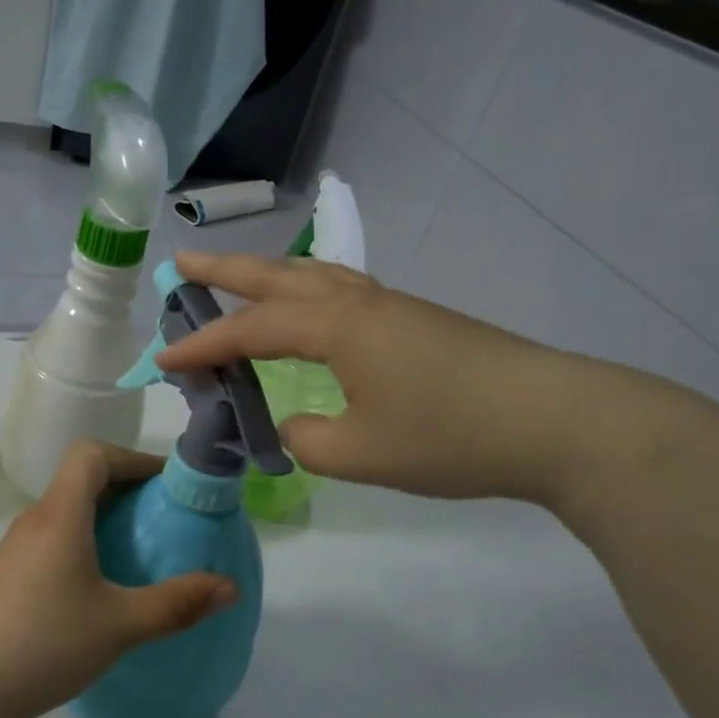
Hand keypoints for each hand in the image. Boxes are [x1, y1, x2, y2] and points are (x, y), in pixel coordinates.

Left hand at [0, 442, 236, 717]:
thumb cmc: (47, 643)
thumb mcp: (121, 625)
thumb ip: (178, 603)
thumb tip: (231, 587)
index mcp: (60, 515)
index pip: (92, 454)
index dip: (132, 458)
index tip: (165, 485)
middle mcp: (36, 519)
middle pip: (81, 478)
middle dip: (126, 488)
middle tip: (164, 518)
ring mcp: (17, 547)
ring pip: (67, 509)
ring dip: (105, 516)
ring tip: (140, 549)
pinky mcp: (9, 573)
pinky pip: (54, 536)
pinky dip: (84, 539)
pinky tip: (102, 582)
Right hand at [162, 251, 636, 507]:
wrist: (557, 420)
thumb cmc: (451, 435)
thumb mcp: (361, 452)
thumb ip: (308, 439)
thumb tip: (295, 425)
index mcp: (337, 327)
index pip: (250, 331)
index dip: (202, 346)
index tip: (161, 362)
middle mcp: (359, 302)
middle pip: (277, 276)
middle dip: (225, 271)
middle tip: (182, 264)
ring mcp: (393, 307)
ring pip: (314, 276)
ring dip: (268, 276)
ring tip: (238, 281)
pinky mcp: (417, 321)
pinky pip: (342, 293)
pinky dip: (306, 293)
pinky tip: (310, 315)